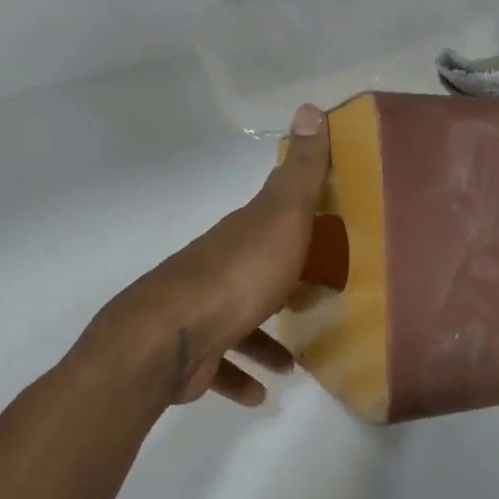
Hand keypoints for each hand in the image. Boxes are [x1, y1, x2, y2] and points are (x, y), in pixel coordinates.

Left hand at [82, 103, 330, 406]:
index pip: (272, 217)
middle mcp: (218, 268)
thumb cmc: (237, 276)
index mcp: (241, 235)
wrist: (171, 338)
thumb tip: (310, 106)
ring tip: (292, 363)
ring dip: (264, 341)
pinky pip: (221, 365)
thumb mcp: (280, 217)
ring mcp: (201, 310)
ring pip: (238, 322)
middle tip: (315, 300)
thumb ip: (300, 172)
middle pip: (254, 270)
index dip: (298, 219)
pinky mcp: (193, 352)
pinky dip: (240, 376)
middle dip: (281, 284)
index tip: (327, 231)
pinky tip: (260, 392)